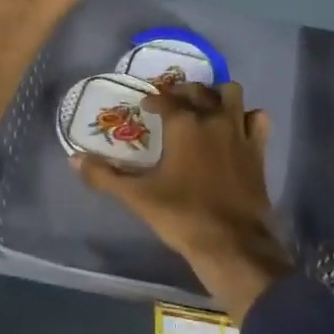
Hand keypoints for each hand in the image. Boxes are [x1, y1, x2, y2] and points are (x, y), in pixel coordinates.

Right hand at [73, 82, 294, 323]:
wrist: (231, 243)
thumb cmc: (182, 216)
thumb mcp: (138, 197)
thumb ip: (105, 177)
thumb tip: (75, 159)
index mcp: (184, 124)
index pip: (165, 98)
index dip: (154, 99)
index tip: (146, 105)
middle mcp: (212, 118)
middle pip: (199, 89)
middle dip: (184, 91)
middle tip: (174, 102)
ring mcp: (239, 131)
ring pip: (232, 94)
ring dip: (219, 95)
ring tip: (207, 107)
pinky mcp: (258, 148)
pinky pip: (258, 119)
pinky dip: (249, 118)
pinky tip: (238, 128)